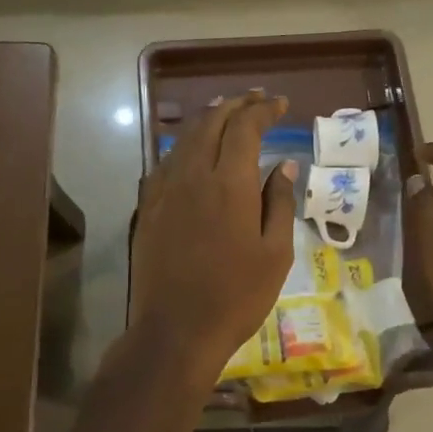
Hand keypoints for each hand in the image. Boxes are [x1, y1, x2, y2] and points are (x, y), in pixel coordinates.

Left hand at [130, 92, 297, 382]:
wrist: (175, 331)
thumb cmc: (236, 296)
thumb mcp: (275, 253)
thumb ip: (279, 203)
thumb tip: (284, 166)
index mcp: (228, 183)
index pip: (244, 127)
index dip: (262, 110)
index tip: (279, 104)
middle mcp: (192, 175)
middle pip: (211, 122)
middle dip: (235, 105)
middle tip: (256, 100)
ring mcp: (164, 190)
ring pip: (184, 138)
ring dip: (208, 119)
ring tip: (226, 111)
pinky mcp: (148, 208)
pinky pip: (166, 162)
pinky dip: (184, 146)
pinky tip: (192, 151)